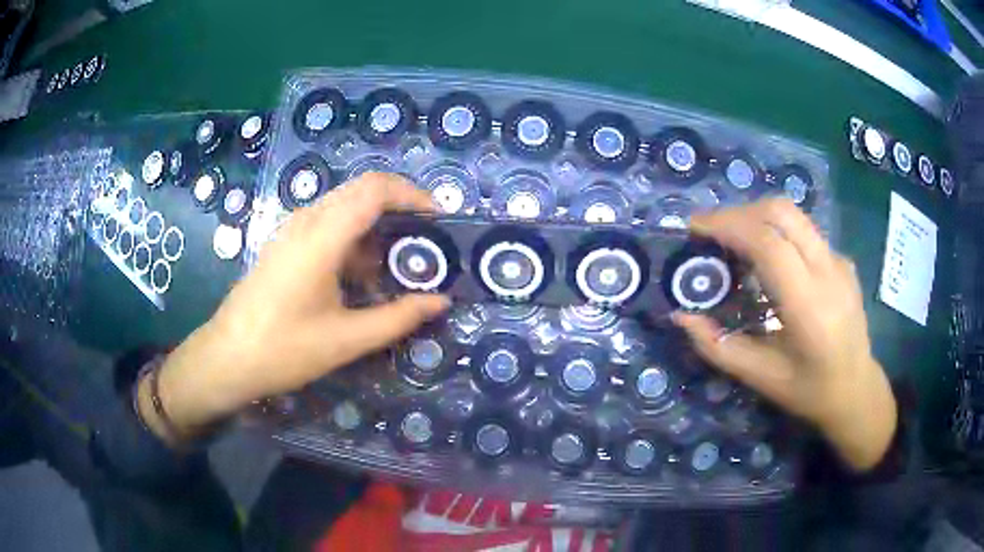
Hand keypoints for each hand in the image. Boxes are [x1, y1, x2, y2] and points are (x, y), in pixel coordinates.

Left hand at [139, 173, 449, 444]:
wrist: (227, 358)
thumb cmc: (284, 349)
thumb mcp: (347, 340)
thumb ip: (398, 317)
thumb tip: (441, 302)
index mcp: (322, 237)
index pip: (375, 190)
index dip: (412, 195)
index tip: (438, 219)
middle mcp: (306, 221)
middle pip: (361, 190)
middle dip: (399, 206)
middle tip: (425, 238)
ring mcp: (291, 231)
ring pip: (343, 206)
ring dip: (375, 223)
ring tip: (397, 261)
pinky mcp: (284, 244)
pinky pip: (327, 223)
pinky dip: (354, 236)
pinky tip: (360, 273)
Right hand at [672, 199, 895, 470]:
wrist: (856, 389)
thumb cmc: (808, 391)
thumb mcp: (760, 378)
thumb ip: (718, 346)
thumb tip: (680, 316)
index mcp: (809, 306)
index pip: (767, 242)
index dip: (727, 225)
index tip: (694, 229)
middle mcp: (828, 272)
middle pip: (781, 212)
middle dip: (738, 213)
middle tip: (710, 232)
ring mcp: (839, 261)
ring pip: (793, 214)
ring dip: (756, 217)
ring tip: (732, 239)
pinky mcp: (842, 259)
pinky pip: (804, 231)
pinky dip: (775, 231)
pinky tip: (767, 259)